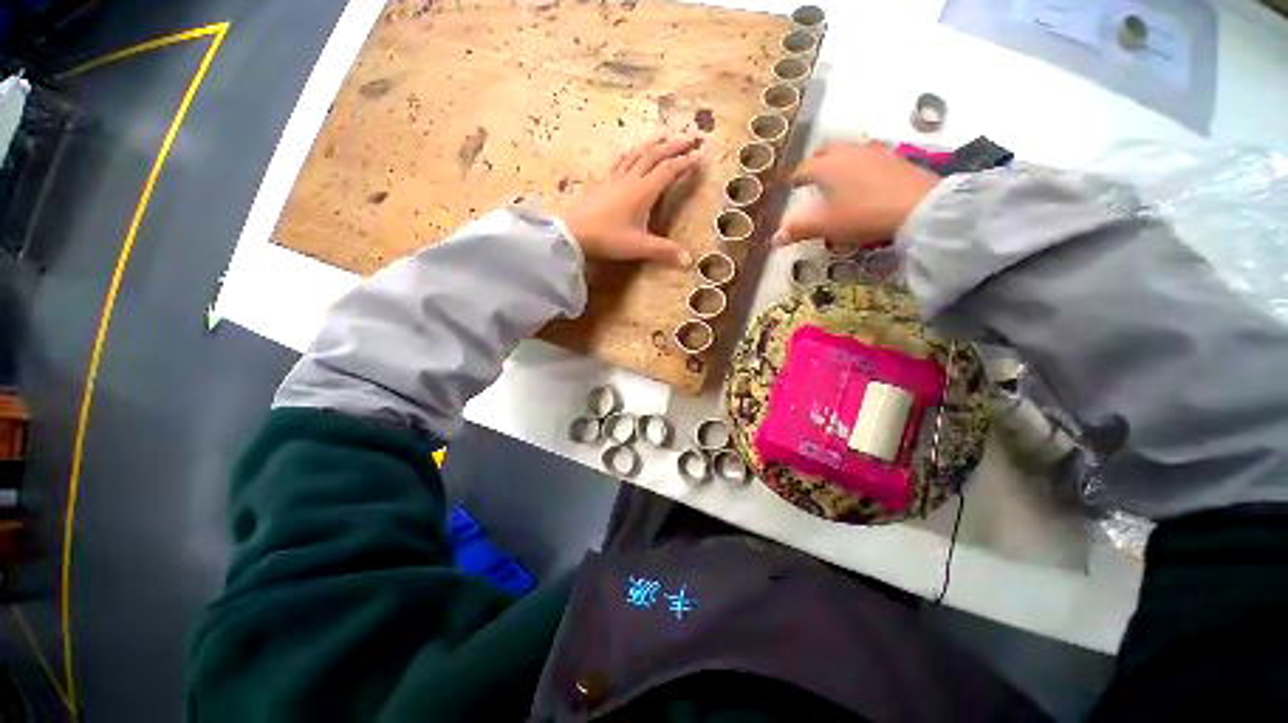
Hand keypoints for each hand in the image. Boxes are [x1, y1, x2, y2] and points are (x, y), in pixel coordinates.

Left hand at [563, 134, 704, 267]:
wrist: (573, 234)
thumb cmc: (607, 239)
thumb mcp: (639, 247)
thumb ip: (664, 251)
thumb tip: (689, 260)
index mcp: (642, 191)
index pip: (669, 170)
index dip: (686, 161)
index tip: (702, 153)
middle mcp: (631, 179)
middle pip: (655, 155)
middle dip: (675, 144)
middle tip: (692, 135)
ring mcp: (615, 179)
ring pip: (638, 153)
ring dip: (655, 143)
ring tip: (666, 137)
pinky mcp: (604, 183)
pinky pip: (623, 160)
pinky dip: (634, 152)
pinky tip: (633, 153)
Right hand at [772, 141, 939, 247]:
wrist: (917, 206)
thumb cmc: (862, 214)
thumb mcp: (826, 226)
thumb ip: (798, 230)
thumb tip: (774, 239)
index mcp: (826, 166)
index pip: (802, 170)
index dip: (794, 180)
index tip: (790, 187)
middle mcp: (847, 152)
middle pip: (825, 151)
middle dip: (815, 163)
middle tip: (812, 177)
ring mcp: (873, 151)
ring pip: (848, 150)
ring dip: (838, 161)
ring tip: (836, 178)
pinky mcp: (894, 157)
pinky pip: (868, 155)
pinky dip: (859, 164)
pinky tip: (864, 179)